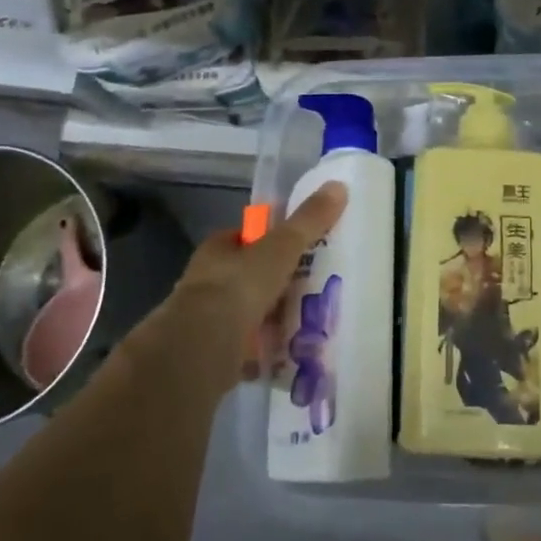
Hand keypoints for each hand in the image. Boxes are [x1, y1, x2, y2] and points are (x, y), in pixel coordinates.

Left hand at [158, 182, 348, 384]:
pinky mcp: (213, 352)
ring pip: (247, 312)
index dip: (269, 240)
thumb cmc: (239, 286)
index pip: (245, 237)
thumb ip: (308, 221)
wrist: (202, 346)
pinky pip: (246, 347)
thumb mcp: (281, 247)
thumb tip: (338, 186)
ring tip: (309, 322)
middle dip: (275, 282)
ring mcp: (208, 318)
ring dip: (271, 317)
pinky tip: (289, 354)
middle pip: (248, 276)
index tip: (298, 248)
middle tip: (312, 287)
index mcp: (218, 249)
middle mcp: (207, 280)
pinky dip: (265, 350)